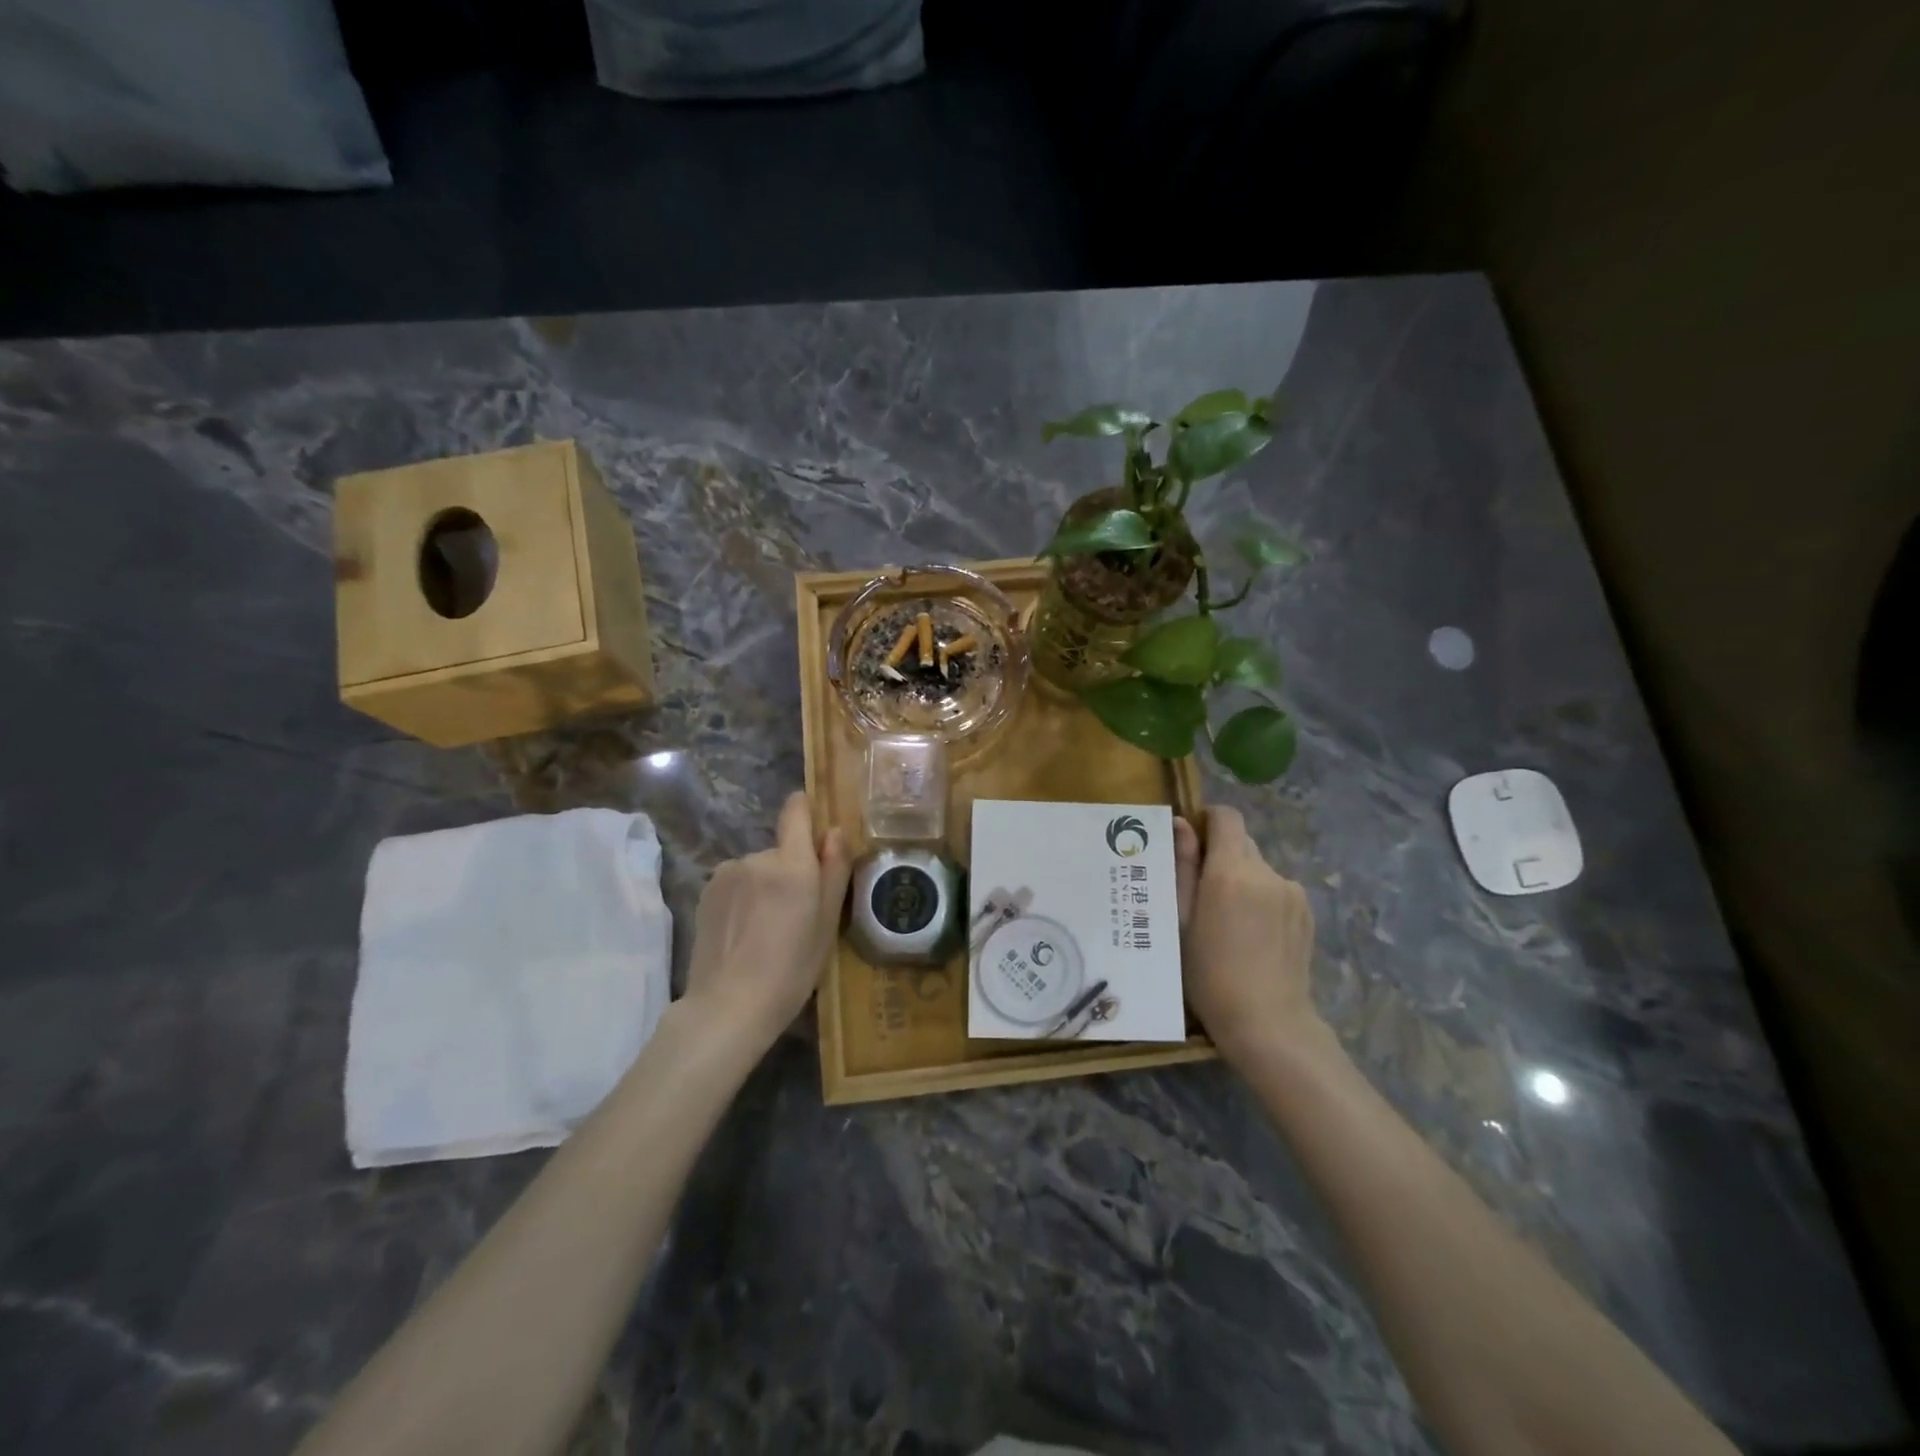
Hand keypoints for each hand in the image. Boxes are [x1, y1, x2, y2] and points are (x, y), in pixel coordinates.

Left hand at [682, 791, 851, 1054]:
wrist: (729, 1006)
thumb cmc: (792, 969)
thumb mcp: (827, 923)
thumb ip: (834, 870)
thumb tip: (835, 831)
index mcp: (792, 863)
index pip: (795, 811)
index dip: (805, 811)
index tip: (815, 830)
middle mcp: (757, 858)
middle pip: (781, 850)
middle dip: (790, 871)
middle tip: (796, 914)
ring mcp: (726, 874)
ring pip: (757, 869)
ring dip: (764, 887)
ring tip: (767, 930)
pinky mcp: (706, 892)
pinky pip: (735, 884)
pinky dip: (743, 899)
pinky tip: (743, 934)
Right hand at [1174, 807, 1321, 1065]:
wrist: (1267, 1022)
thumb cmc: (1209, 973)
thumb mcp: (1182, 919)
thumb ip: (1182, 866)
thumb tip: (1180, 824)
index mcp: (1231, 871)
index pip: (1226, 816)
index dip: (1207, 820)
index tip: (1191, 842)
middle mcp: (1266, 872)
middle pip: (1241, 842)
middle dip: (1220, 855)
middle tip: (1200, 890)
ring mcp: (1292, 891)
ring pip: (1258, 867)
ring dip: (1241, 878)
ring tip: (1227, 920)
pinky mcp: (1306, 911)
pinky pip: (1276, 889)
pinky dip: (1260, 898)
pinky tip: (1252, 934)